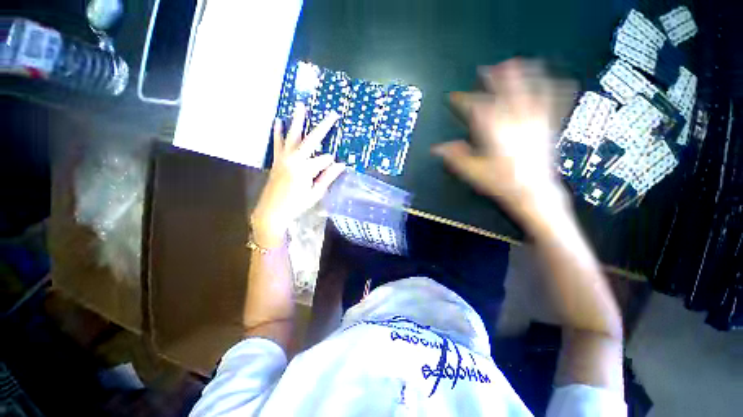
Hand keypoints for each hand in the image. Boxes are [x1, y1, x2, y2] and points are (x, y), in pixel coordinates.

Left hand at [251, 104, 345, 247]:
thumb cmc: (296, 205)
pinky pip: (277, 143)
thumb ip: (328, 177)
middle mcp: (294, 159)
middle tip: (332, 115)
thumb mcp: (315, 194)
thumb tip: (341, 165)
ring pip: (293, 136)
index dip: (332, 164)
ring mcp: (284, 158)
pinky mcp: (277, 160)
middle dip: (324, 127)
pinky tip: (278, 121)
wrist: (271, 212)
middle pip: (311, 140)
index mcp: (305, 170)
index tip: (336, 167)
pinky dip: (278, 132)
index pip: (325, 160)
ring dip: (297, 121)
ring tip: (300, 106)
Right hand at [432, 59, 575, 223]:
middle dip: (496, 78)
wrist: (533, 192)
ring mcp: (535, 122)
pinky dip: (555, 88)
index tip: (455, 96)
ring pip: (532, 90)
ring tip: (518, 63)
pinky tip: (558, 79)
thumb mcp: (473, 172)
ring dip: (524, 74)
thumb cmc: (502, 182)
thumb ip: (455, 157)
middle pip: (506, 91)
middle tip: (488, 69)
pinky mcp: (548, 127)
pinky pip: (555, 102)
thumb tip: (438, 148)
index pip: (477, 108)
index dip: (464, 100)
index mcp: (495, 132)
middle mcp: (516, 121)